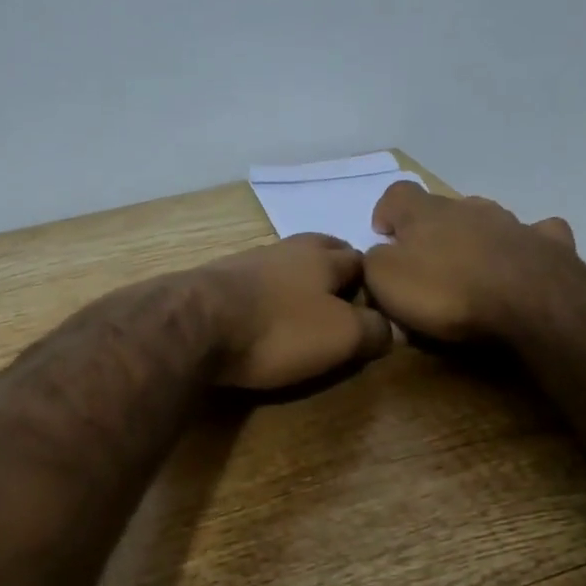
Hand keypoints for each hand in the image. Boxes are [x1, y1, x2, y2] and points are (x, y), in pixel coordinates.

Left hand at [202, 234, 393, 389]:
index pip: (359, 259)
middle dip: (334, 265)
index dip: (370, 279)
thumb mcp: (340, 337)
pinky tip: (259, 308)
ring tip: (301, 301)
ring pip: (283, 262)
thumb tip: (389, 329)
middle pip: (320, 248)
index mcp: (323, 258)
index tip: (373, 301)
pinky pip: (251, 280)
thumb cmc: (278, 329)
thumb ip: (372, 330)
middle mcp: (285, 250)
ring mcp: (245, 262)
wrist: (195, 324)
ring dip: (296, 277)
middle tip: (341, 290)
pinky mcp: (213, 281)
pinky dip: (263, 291)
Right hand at [363, 183, 578, 343]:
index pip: (397, 194)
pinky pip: (535, 236)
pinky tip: (521, 263)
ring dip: (475, 238)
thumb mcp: (386, 280)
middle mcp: (469, 207)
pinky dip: (523, 247)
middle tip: (426, 264)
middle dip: (433, 230)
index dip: (386, 211)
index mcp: (425, 213)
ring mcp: (513, 222)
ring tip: (471, 272)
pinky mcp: (548, 244)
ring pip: (487, 220)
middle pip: (443, 208)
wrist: (529, 303)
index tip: (383, 234)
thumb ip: (373, 262)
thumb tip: (376, 256)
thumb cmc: (446, 292)